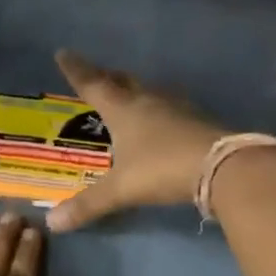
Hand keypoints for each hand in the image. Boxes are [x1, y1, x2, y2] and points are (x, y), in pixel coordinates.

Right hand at [47, 50, 230, 231]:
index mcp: (124, 109)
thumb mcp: (121, 189)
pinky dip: (159, 110)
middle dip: (107, 77)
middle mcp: (149, 101)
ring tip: (128, 95)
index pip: (93, 84)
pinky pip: (171, 109)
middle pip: (124, 82)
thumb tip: (53, 222)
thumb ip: (88, 204)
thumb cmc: (162, 169)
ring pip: (150, 92)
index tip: (64, 53)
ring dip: (136, 91)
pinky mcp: (198, 121)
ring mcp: (177, 109)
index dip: (76, 70)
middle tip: (97, 74)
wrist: (222, 167)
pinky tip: (162, 120)